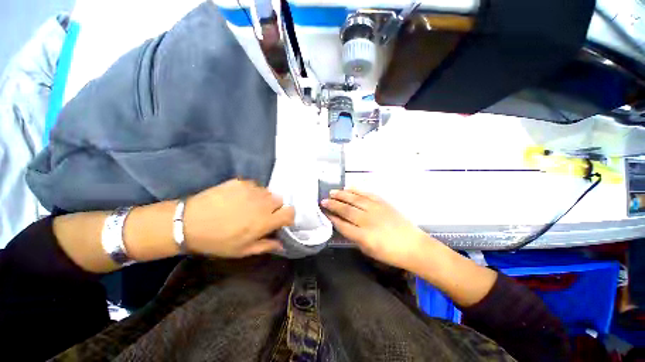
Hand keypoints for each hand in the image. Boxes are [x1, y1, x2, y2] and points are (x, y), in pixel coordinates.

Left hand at [183, 179, 294, 257]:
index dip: (288, 217)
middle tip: (261, 214)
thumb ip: (266, 245)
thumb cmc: (218, 241)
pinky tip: (237, 198)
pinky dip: (250, 192)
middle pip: (280, 200)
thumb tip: (281, 244)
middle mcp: (263, 202)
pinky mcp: (240, 182)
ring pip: (267, 192)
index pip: (290, 212)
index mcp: (266, 220)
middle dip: (274, 208)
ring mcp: (252, 190)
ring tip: (248, 206)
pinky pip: (254, 185)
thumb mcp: (242, 250)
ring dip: (262, 199)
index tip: (280, 221)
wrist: (189, 223)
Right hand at [321, 189, 435, 269]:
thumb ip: (353, 236)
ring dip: (342, 195)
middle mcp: (367, 220)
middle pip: (346, 209)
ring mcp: (376, 209)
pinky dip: (356, 190)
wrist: (413, 246)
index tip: (324, 212)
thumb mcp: (368, 250)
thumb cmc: (390, 253)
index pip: (342, 224)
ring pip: (354, 199)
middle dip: (333, 204)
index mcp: (363, 236)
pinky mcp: (383, 203)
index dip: (331, 217)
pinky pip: (367, 194)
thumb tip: (341, 224)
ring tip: (332, 192)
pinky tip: (349, 188)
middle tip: (323, 200)